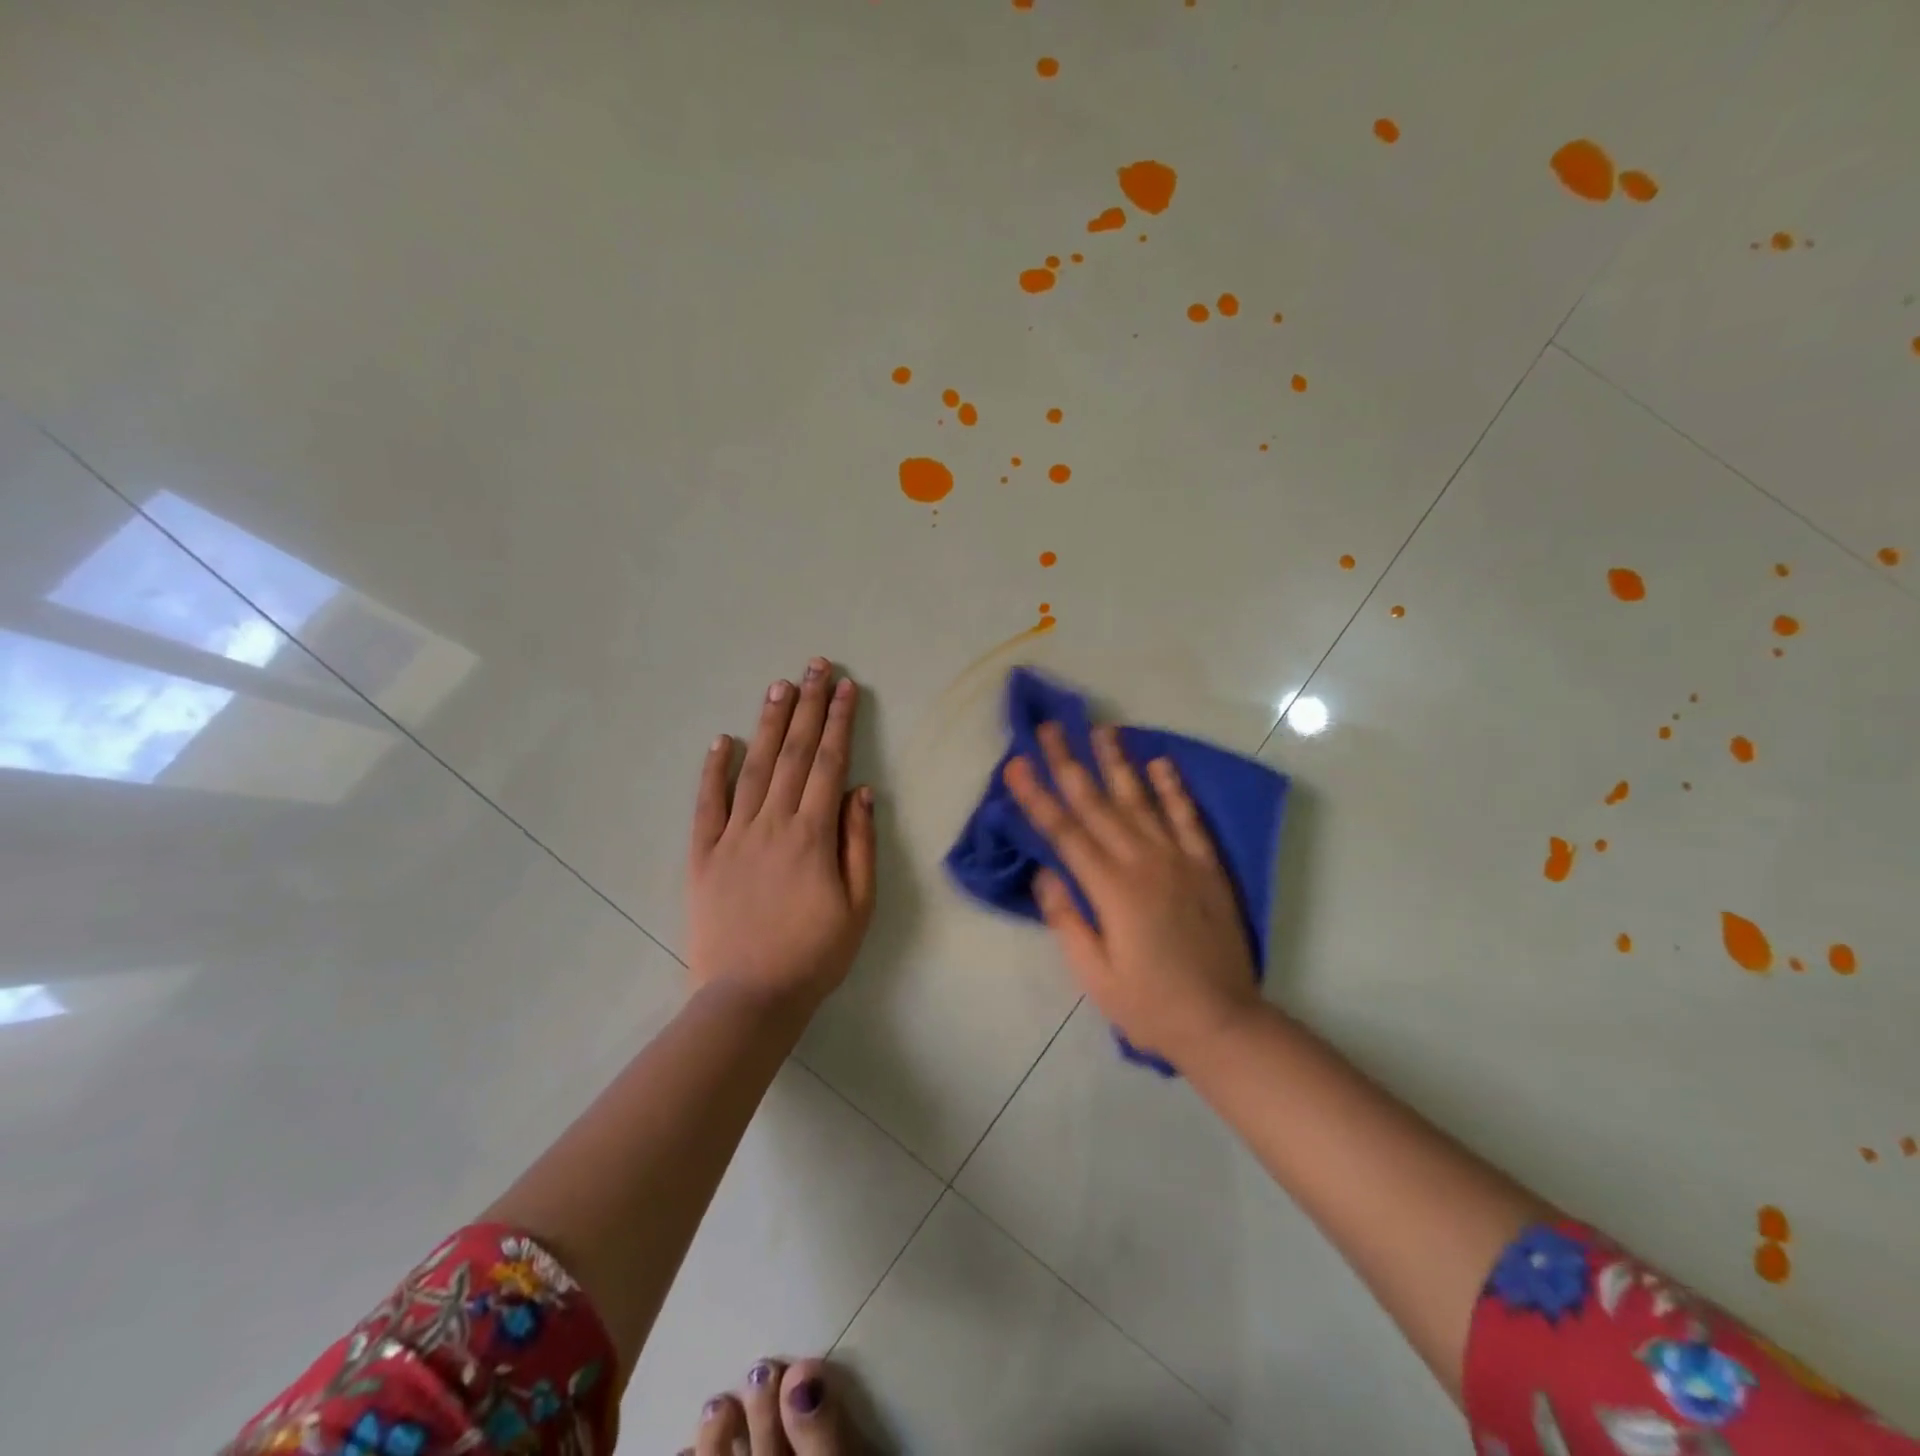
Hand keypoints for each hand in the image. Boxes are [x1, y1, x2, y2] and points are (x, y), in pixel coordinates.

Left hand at [687, 658, 876, 1011]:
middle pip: (794, 754)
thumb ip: (859, 844)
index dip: (839, 722)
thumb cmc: (814, 955)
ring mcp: (733, 837)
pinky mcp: (703, 855)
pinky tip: (722, 740)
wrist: (749, 998)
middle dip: (807, 706)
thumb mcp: (858, 906)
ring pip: (753, 768)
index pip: (829, 764)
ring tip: (779, 686)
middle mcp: (772, 824)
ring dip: (768, 724)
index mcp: (812, 835)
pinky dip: (713, 770)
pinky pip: (707, 805)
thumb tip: (860, 791)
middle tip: (815, 666)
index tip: (846, 688)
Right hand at [1004, 722, 1261, 1065]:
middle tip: (1051, 727)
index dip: (1037, 795)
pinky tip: (1162, 764)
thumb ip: (1066, 919)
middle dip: (1070, 763)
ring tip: (1103, 729)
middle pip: (1098, 804)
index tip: (1016, 763)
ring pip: (1142, 800)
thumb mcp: (1094, 974)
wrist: (1223, 1023)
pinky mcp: (1207, 867)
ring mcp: (1179, 860)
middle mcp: (1144, 862)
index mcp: (1111, 889)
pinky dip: (1175, 789)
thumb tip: (1044, 872)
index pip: (1064, 831)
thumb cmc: (1149, 1005)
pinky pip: (1188, 819)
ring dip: (1119, 763)